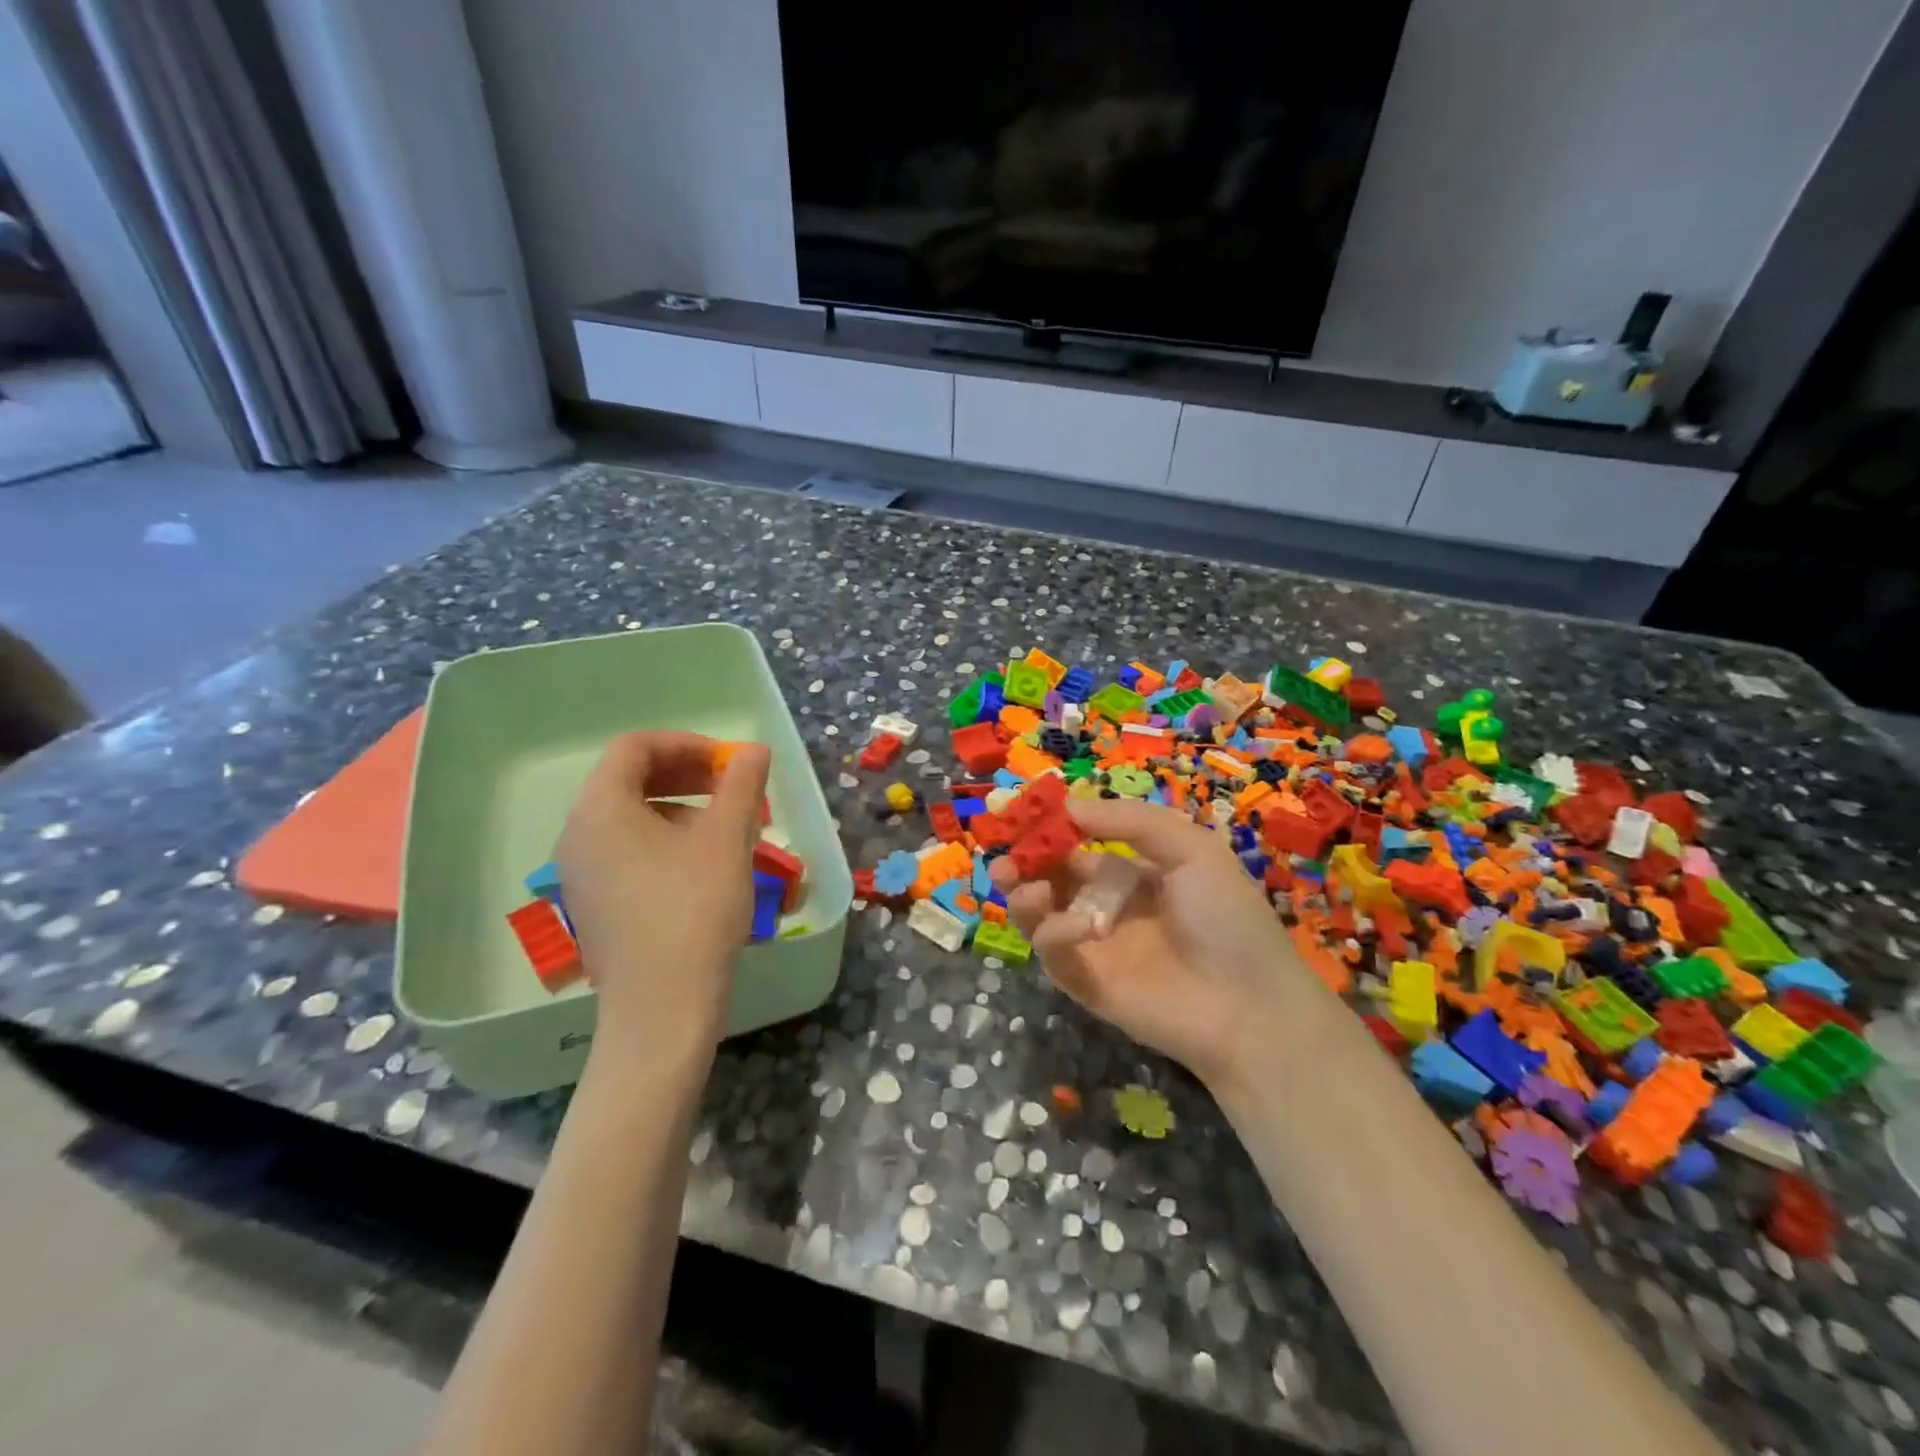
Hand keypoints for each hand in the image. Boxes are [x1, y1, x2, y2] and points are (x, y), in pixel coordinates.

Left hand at [556, 732, 769, 1067]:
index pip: (636, 747)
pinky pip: (628, 849)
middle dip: (687, 773)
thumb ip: (741, 784)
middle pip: (629, 778)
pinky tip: (706, 864)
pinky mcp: (594, 902)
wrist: (662, 1009)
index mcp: (600, 808)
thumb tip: (753, 750)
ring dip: (682, 806)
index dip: (688, 744)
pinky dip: (667, 838)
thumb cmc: (695, 912)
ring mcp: (581, 871)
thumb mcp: (726, 839)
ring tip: (728, 828)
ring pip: (632, 815)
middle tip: (733, 788)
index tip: (731, 764)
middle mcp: (578, 833)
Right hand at [989, 796, 1319, 1089]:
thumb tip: (1068, 804)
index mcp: (1132, 873)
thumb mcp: (1191, 850)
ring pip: (1039, 915)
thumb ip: (1131, 821)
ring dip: (1024, 896)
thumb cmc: (1226, 918)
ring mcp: (1093, 946)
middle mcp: (1106, 905)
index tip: (1019, 810)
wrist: (1250, 1008)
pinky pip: (1053, 952)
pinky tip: (1079, 927)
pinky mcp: (1084, 983)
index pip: (1076, 845)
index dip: (1048, 828)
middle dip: (1022, 861)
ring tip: (1025, 886)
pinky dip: (1054, 933)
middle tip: (1002, 853)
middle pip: (1048, 877)